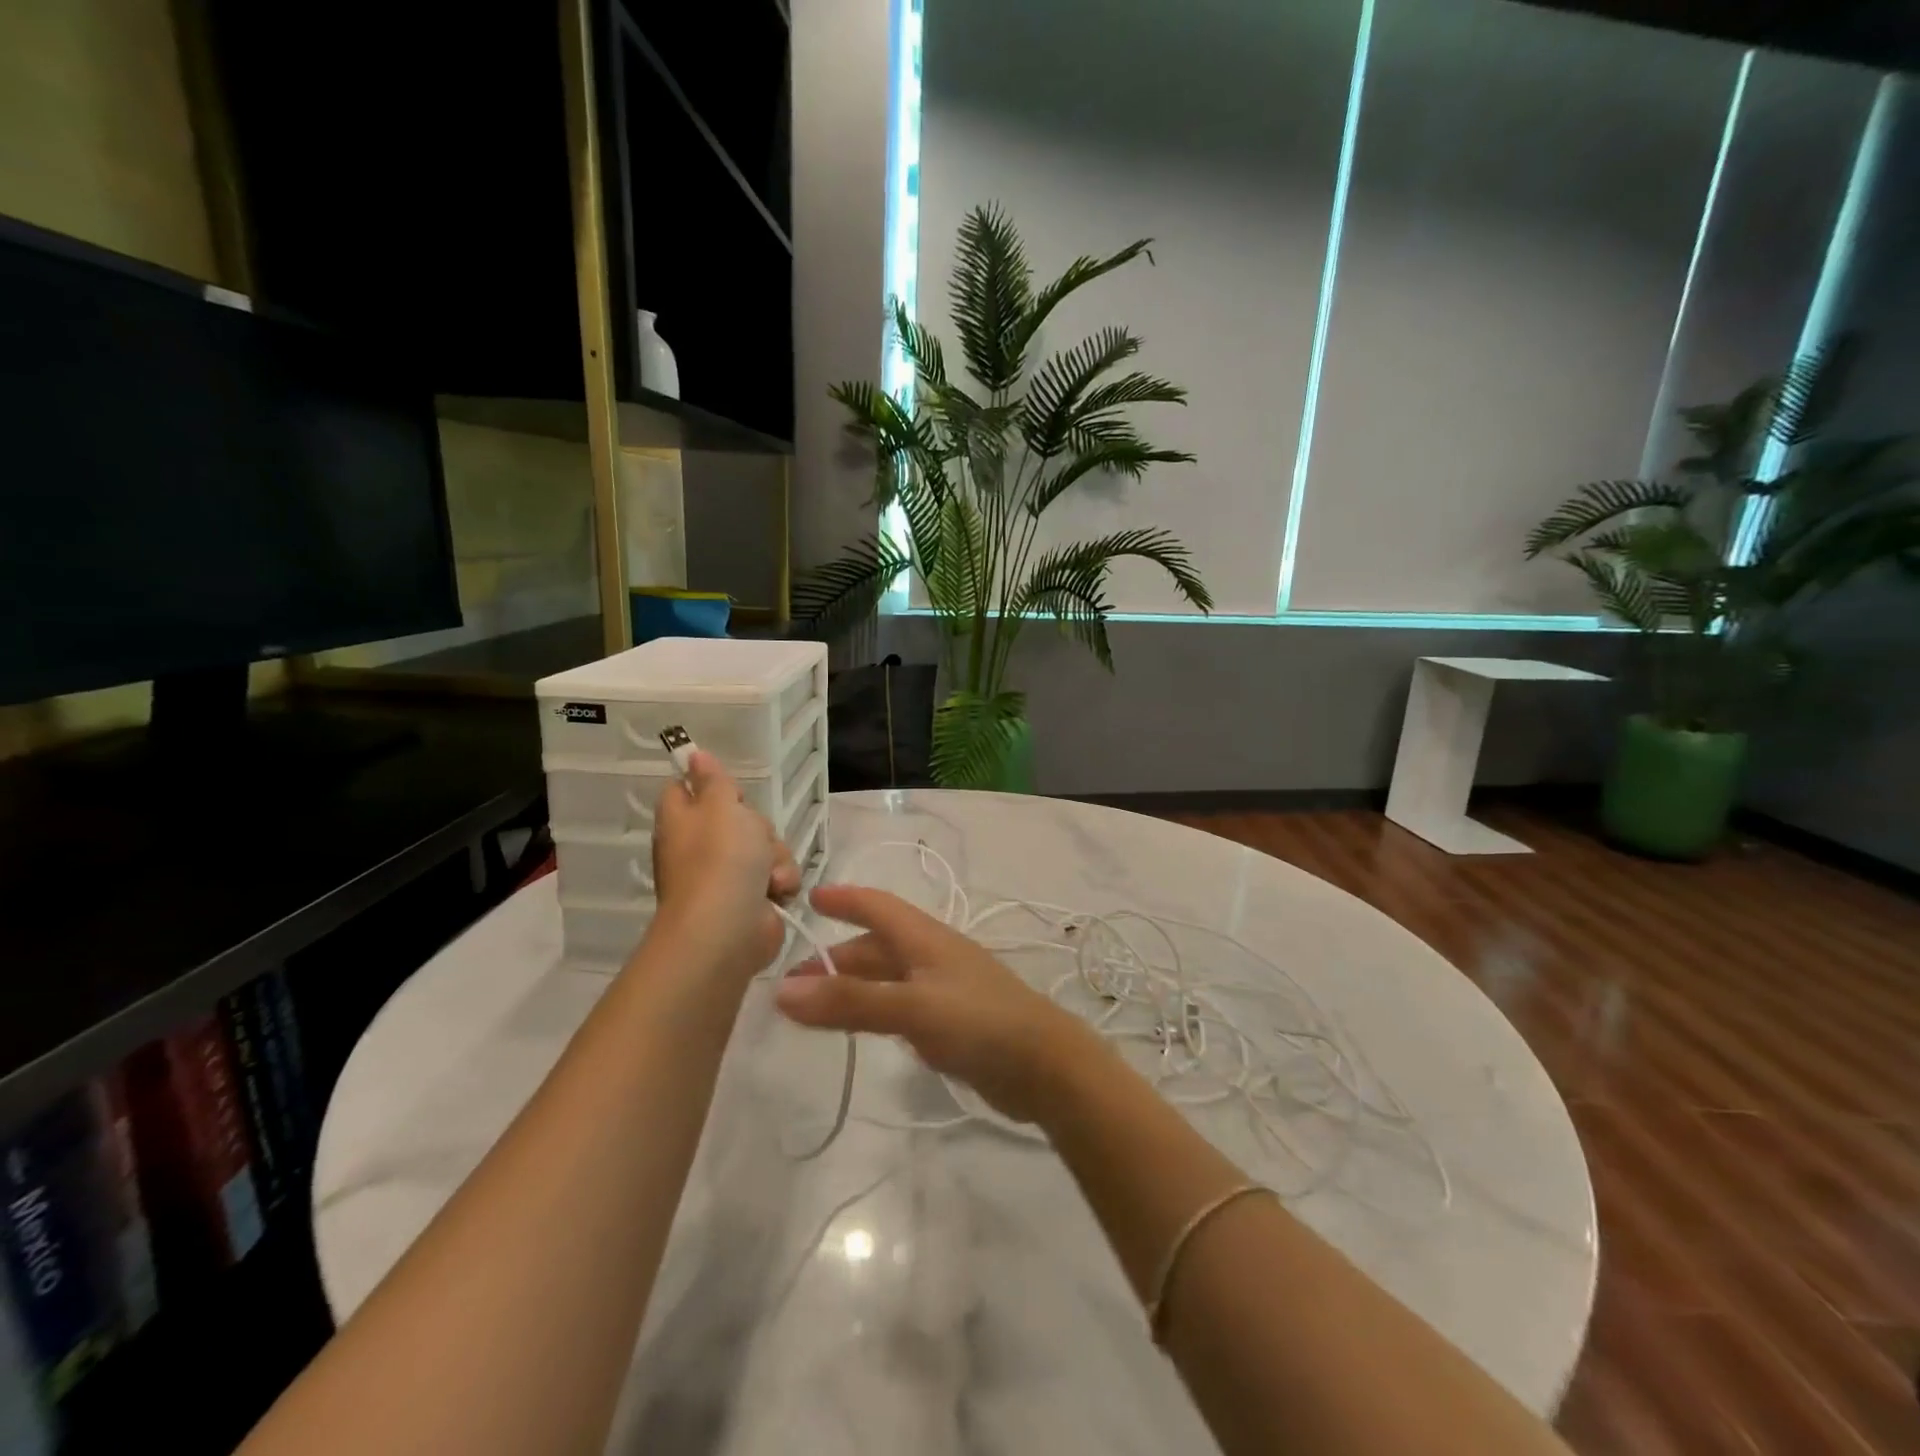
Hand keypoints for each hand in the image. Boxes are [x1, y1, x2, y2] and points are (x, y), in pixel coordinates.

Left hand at [648, 751, 800, 981]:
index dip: (709, 786)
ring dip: (776, 857)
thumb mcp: (720, 806)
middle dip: (759, 827)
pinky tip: (776, 892)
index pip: (686, 790)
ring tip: (768, 875)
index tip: (730, 791)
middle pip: (740, 818)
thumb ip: (712, 780)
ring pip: (766, 847)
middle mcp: (701, 847)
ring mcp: (727, 875)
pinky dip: (781, 883)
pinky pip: (777, 875)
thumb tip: (693, 755)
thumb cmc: (720, 860)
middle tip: (753, 837)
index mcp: (683, 821)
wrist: (728, 929)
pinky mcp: (753, 899)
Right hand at [774, 885, 1105, 1123]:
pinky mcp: (950, 1022)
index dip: (844, 899)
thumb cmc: (980, 1022)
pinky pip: (899, 1005)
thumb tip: (783, 991)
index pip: (877, 906)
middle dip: (835, 957)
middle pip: (876, 945)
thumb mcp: (912, 1007)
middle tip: (790, 982)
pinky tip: (859, 1026)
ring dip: (850, 985)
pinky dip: (872, 1008)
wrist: (1046, 1066)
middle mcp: (931, 956)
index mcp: (925, 938)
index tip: (808, 898)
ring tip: (812, 1007)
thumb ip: (851, 1001)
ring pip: (886, 977)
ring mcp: (943, 989)